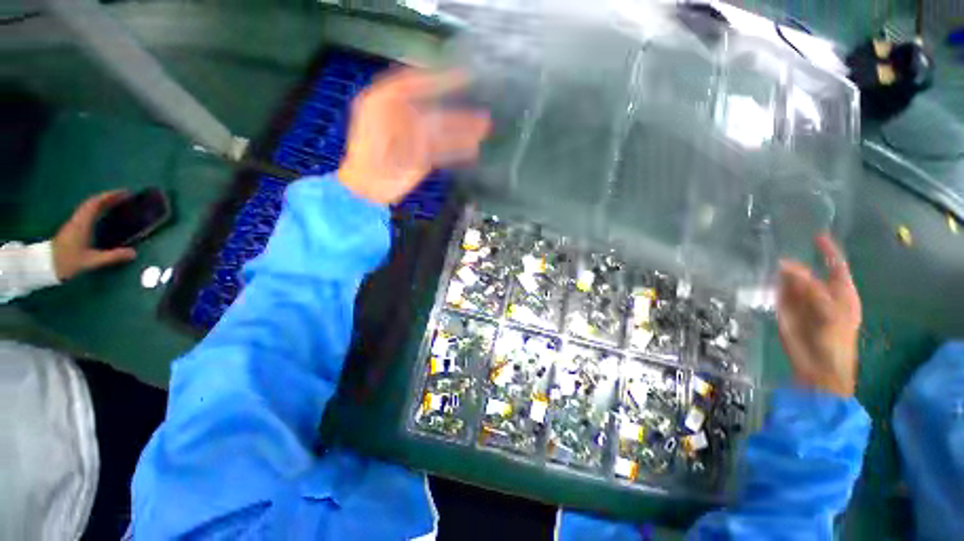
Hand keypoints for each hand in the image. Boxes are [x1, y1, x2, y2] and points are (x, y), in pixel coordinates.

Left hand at [52, 190, 136, 280]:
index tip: (126, 193)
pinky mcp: (73, 227)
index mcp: (82, 223)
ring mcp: (74, 223)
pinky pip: (87, 213)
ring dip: (103, 202)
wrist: (46, 265)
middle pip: (93, 203)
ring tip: (117, 203)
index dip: (111, 196)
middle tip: (125, 197)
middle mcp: (78, 219)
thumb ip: (112, 257)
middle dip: (109, 198)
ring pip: (89, 207)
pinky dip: (97, 209)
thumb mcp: (92, 261)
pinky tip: (104, 214)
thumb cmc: (68, 261)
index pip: (96, 203)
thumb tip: (134, 253)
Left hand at [338, 69, 490, 204]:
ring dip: (463, 130)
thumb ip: (397, 109)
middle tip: (480, 110)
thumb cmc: (365, 154)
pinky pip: (443, 151)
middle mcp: (403, 118)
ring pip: (442, 131)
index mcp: (386, 102)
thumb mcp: (375, 124)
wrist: (367, 188)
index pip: (414, 84)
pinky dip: (457, 150)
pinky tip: (472, 149)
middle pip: (435, 110)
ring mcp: (413, 139)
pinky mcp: (422, 158)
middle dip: (458, 111)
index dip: (437, 80)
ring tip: (484, 128)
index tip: (462, 78)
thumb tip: (425, 114)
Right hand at [777, 234, 861, 396]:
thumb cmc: (835, 342)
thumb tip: (787, 267)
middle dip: (797, 262)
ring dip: (782, 272)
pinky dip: (772, 283)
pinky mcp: (784, 310)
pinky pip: (777, 292)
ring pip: (791, 281)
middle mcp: (820, 294)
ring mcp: (801, 303)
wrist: (818, 369)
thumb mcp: (831, 313)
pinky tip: (765, 275)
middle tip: (778, 250)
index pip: (835, 266)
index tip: (816, 235)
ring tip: (769, 258)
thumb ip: (812, 290)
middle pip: (809, 272)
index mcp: (840, 294)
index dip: (828, 251)